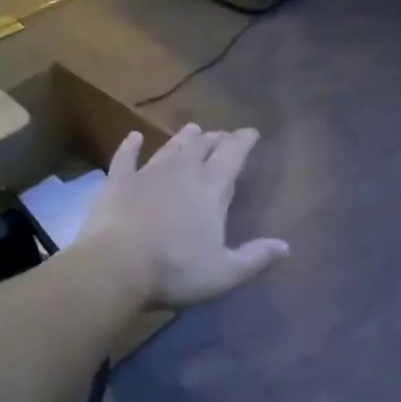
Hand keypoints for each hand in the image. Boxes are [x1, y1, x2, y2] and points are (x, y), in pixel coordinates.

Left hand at [78, 124, 288, 308]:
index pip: (233, 153)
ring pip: (170, 148)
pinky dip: (130, 146)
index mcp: (211, 187)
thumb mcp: (224, 272)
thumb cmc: (175, 269)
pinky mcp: (118, 182)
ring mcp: (148, 173)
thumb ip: (256, 257)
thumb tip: (286, 247)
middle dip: (216, 139)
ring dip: (183, 138)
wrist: (114, 267)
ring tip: (193, 129)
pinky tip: (133, 136)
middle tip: (223, 136)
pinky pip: (126, 158)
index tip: (252, 132)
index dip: (244, 140)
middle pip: (203, 146)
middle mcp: (182, 171)